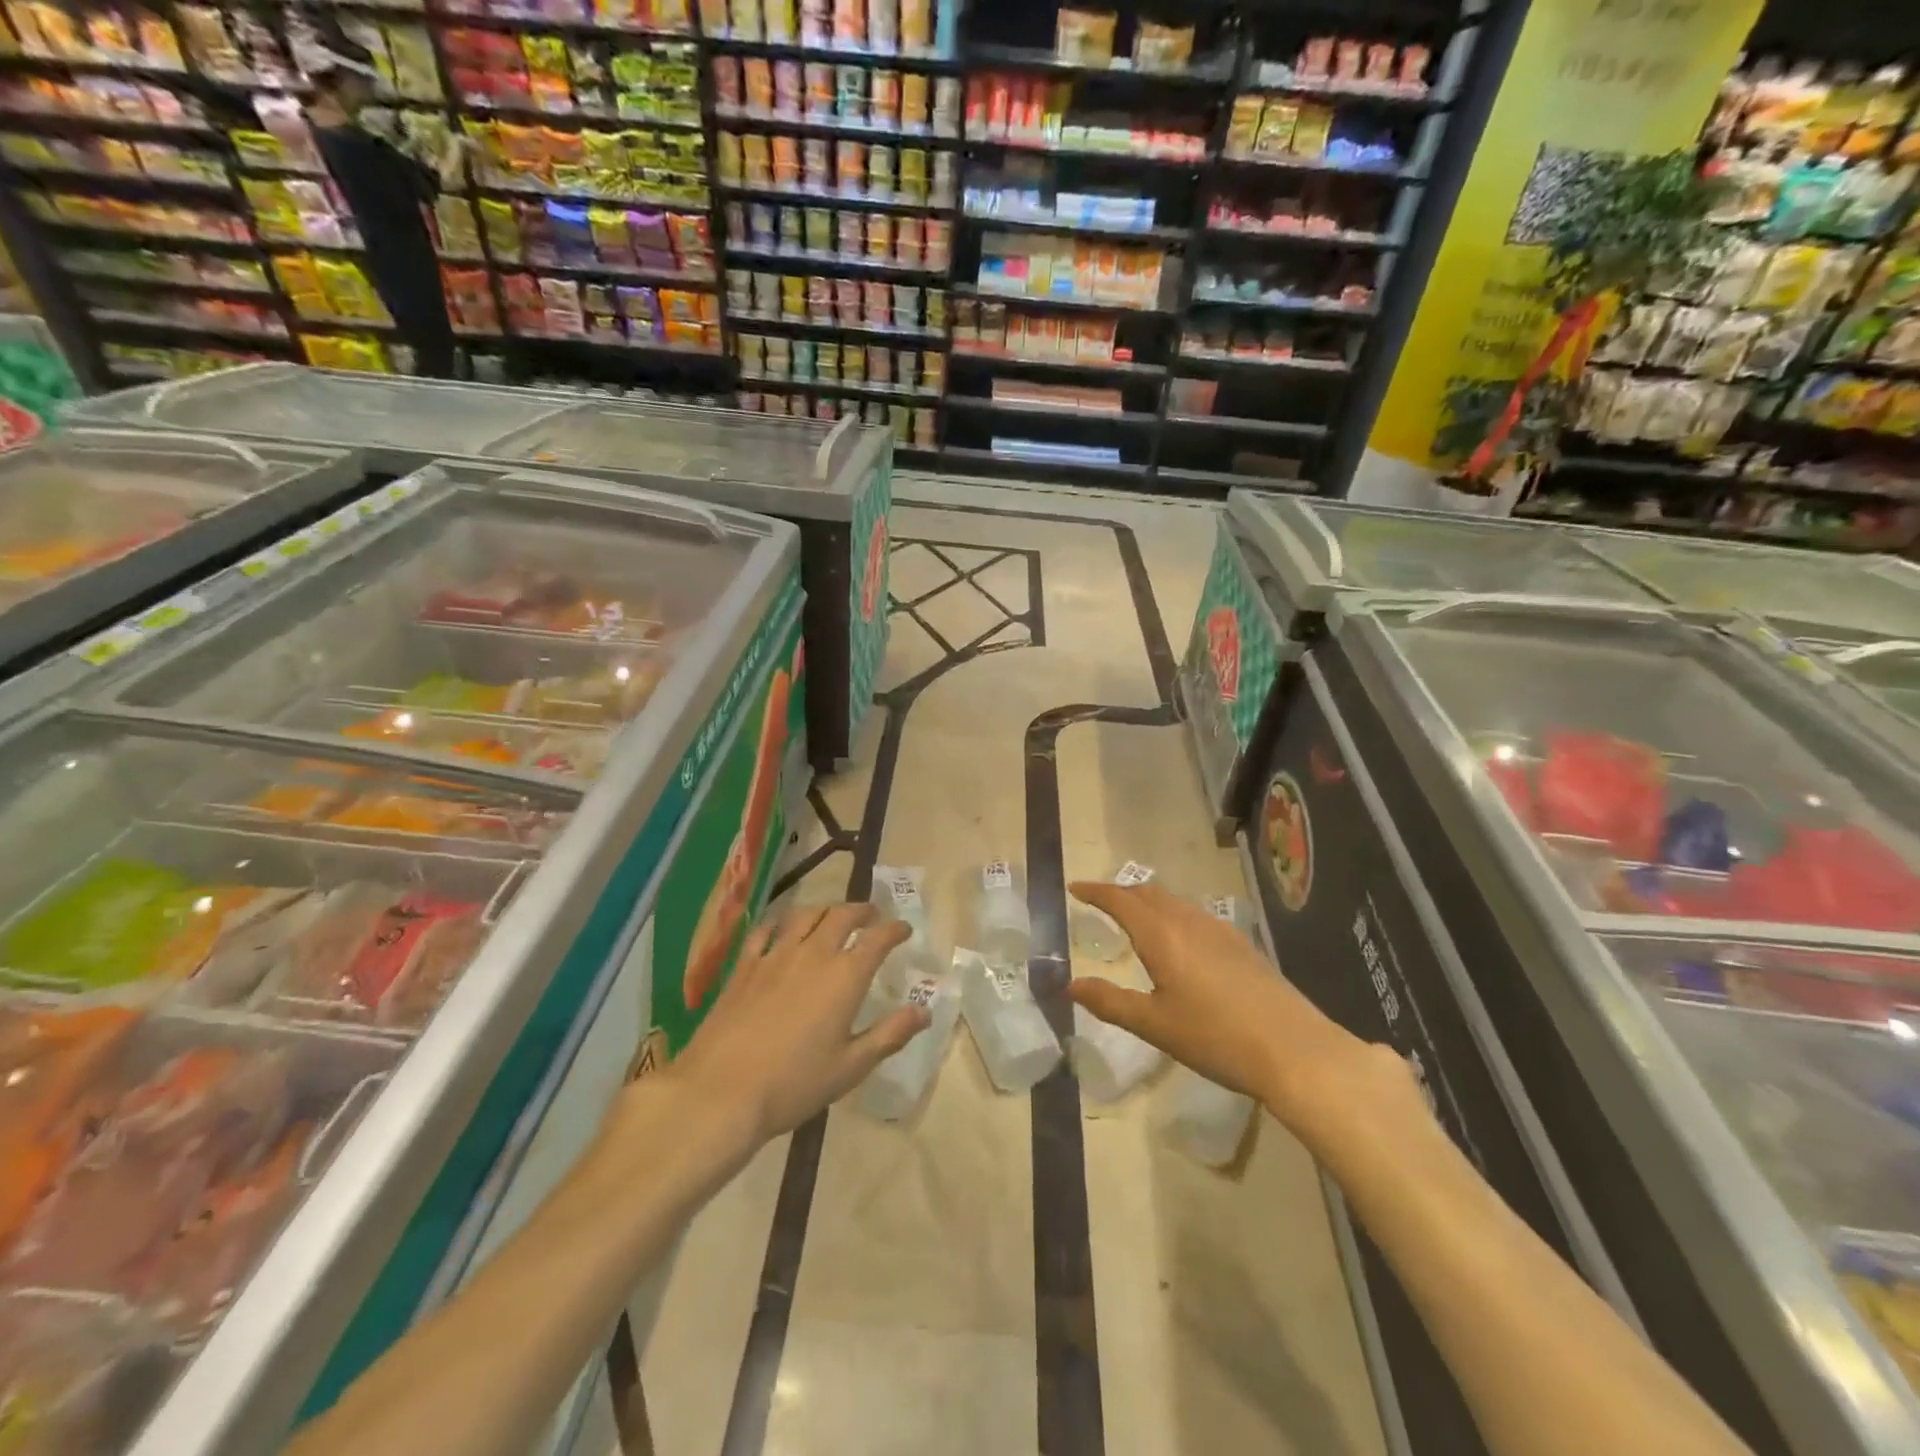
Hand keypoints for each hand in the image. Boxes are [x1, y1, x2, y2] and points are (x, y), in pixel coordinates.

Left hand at [665, 903, 927, 1144]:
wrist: (721, 1091)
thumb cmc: (794, 1084)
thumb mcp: (851, 1067)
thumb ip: (889, 1035)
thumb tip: (923, 1011)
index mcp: (845, 977)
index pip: (877, 939)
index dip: (894, 930)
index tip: (903, 929)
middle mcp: (813, 955)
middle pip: (841, 916)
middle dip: (861, 910)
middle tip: (871, 914)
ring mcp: (774, 957)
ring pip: (804, 916)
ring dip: (824, 910)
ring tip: (831, 915)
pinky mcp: (744, 967)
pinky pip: (764, 931)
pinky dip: (780, 923)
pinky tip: (781, 929)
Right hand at [1067, 882, 1419, 1139]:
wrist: (1295, 1050)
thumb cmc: (1216, 1037)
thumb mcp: (1154, 1025)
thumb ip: (1110, 1002)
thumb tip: (1071, 985)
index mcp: (1162, 935)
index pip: (1121, 900)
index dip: (1095, 891)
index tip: (1074, 888)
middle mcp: (1189, 921)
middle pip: (1148, 893)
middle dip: (1121, 892)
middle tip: (1100, 902)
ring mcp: (1220, 930)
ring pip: (1174, 902)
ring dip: (1148, 901)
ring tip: (1134, 917)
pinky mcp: (1241, 945)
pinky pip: (1195, 915)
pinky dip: (1173, 914)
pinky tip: (1179, 940)